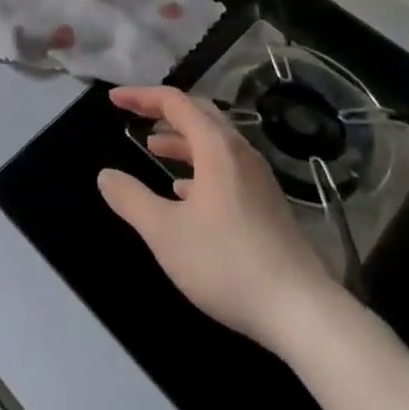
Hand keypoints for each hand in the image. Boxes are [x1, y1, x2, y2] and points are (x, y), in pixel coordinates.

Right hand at [97, 86, 341, 347]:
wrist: (303, 313)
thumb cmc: (227, 264)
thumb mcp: (165, 233)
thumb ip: (131, 199)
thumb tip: (106, 175)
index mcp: (216, 147)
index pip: (175, 102)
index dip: (141, 96)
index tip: (114, 100)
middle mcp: (240, 153)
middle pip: (199, 114)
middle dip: (163, 112)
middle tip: (135, 116)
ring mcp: (258, 179)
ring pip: (214, 142)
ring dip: (182, 140)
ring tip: (154, 150)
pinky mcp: (268, 204)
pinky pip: (227, 167)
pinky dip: (200, 166)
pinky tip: (186, 193)